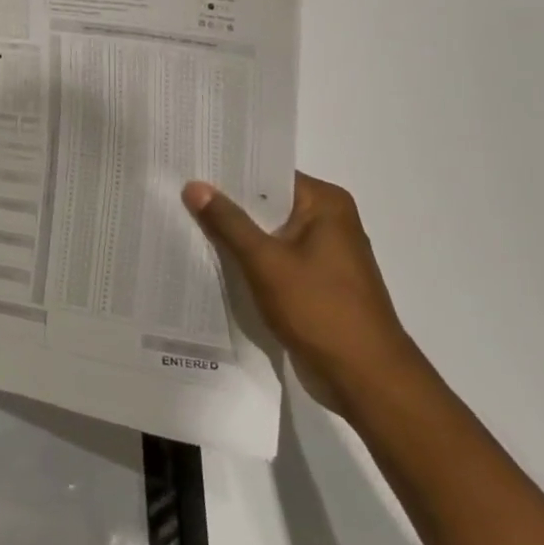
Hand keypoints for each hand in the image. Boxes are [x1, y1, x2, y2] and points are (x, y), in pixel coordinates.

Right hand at [182, 173, 419, 409]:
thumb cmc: (319, 309)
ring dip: (236, 235)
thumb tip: (194, 185)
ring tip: (185, 223)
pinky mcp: (317, 281)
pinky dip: (249, 259)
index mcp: (326, 204)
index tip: (189, 167)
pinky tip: (214, 260)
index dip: (228, 172)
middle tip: (177, 194)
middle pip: (267, 203)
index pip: (268, 174)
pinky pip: (275, 258)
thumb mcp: (265, 261)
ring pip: (269, 233)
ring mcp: (325, 253)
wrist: (365, 377)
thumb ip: (228, 222)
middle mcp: (329, 221)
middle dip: (227, 204)